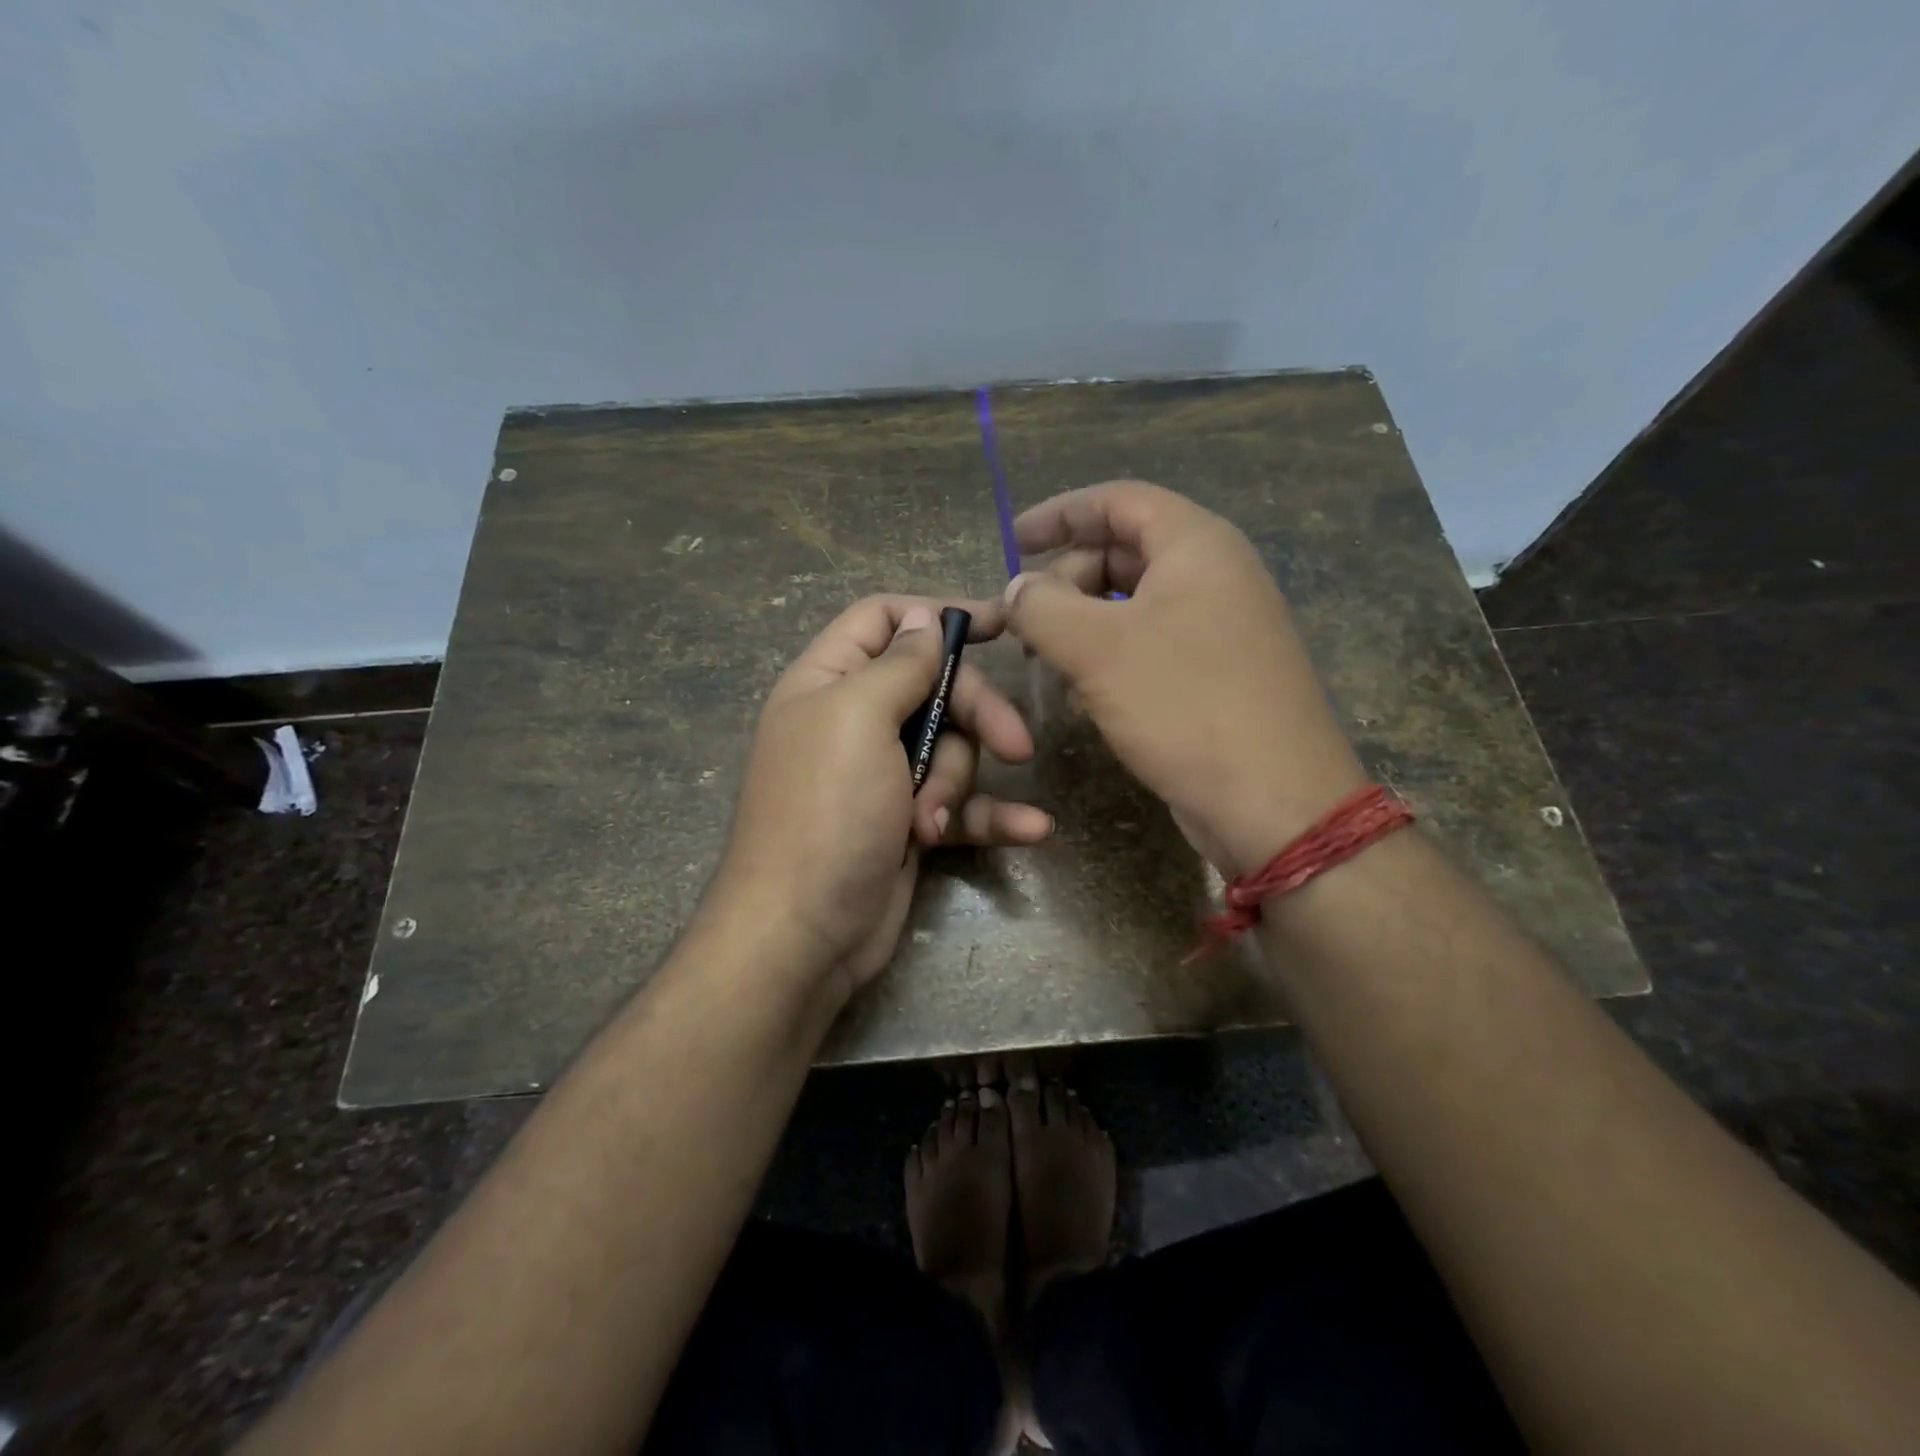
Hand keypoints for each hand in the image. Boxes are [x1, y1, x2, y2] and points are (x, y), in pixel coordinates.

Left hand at [708, 595, 1052, 994]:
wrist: (802, 933)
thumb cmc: (825, 811)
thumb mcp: (857, 718)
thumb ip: (899, 664)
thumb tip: (924, 619)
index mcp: (829, 681)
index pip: (884, 620)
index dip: (937, 613)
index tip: (999, 624)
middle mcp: (855, 721)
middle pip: (936, 687)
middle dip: (976, 714)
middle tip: (1016, 746)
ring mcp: (884, 775)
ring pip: (953, 749)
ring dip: (957, 784)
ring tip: (932, 823)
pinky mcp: (910, 823)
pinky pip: (963, 805)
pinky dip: (993, 816)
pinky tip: (1034, 830)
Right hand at [1004, 480, 1365, 875]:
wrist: (1273, 802)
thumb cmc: (1185, 705)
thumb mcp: (1097, 649)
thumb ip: (1042, 606)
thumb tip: (1017, 589)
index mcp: (1196, 546)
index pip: (1118, 500)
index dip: (1060, 513)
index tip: (1012, 540)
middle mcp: (1214, 576)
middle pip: (1123, 552)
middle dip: (1066, 580)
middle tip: (1025, 621)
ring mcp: (1219, 628)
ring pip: (1131, 606)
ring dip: (1082, 627)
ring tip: (1046, 663)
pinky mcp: (1215, 675)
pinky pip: (1149, 648)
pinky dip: (1109, 661)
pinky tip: (1083, 700)